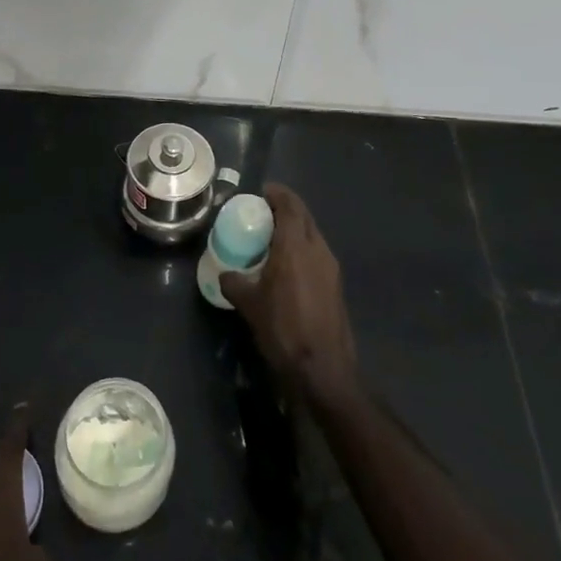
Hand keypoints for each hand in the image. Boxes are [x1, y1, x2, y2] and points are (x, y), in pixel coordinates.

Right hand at [220, 183, 358, 410]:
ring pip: (313, 235)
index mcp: (295, 247)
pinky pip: (317, 253)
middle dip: (286, 208)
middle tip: (264, 211)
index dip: (277, 194)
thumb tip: (225, 274)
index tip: (262, 192)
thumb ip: (234, 282)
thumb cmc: (283, 329)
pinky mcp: (336, 284)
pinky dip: (302, 248)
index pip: (290, 206)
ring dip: (295, 229)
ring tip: (272, 237)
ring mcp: (331, 267)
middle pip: (304, 216)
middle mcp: (317, 249)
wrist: (323, 368)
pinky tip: (287, 265)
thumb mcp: (249, 305)